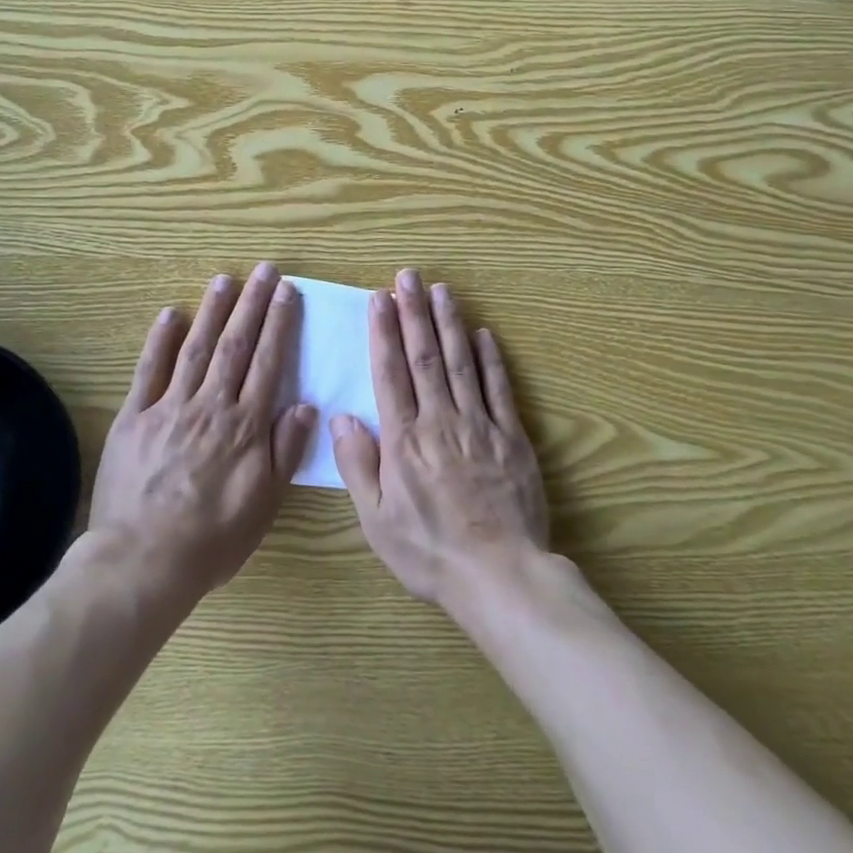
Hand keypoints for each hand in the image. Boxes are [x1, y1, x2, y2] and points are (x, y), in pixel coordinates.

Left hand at [89, 262, 317, 603]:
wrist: (143, 560)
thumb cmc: (212, 538)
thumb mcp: (264, 504)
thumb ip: (286, 451)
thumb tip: (307, 404)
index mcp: (245, 425)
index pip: (267, 362)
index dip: (279, 323)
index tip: (287, 291)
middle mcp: (211, 405)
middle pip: (235, 345)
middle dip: (252, 304)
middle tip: (264, 270)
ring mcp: (170, 407)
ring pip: (196, 348)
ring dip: (212, 310)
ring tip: (225, 279)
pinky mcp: (134, 416)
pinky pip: (149, 370)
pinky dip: (160, 340)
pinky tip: (171, 314)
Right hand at [333, 269, 549, 610]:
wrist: (500, 576)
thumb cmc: (429, 552)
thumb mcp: (377, 521)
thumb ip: (358, 466)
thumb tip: (341, 418)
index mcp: (403, 440)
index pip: (390, 372)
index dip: (384, 332)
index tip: (380, 298)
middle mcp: (439, 421)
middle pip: (425, 356)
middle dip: (414, 312)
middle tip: (409, 276)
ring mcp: (479, 425)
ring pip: (461, 362)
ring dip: (450, 323)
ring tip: (442, 290)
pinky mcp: (511, 437)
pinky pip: (498, 389)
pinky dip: (491, 358)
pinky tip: (484, 333)